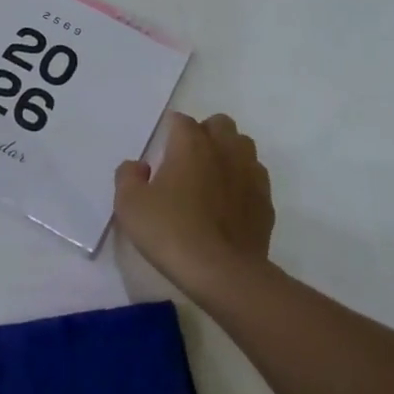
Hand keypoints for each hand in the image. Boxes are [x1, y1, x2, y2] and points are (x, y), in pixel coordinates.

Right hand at [114, 112, 274, 291]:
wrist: (222, 273)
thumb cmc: (171, 232)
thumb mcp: (130, 205)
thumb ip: (128, 176)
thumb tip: (139, 166)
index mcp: (191, 143)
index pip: (180, 120)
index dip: (168, 132)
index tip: (159, 153)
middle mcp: (225, 149)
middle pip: (219, 124)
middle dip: (204, 134)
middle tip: (186, 161)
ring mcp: (250, 173)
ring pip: (242, 146)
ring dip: (227, 153)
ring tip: (211, 178)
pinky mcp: (265, 200)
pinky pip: (255, 177)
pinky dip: (242, 181)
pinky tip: (229, 203)